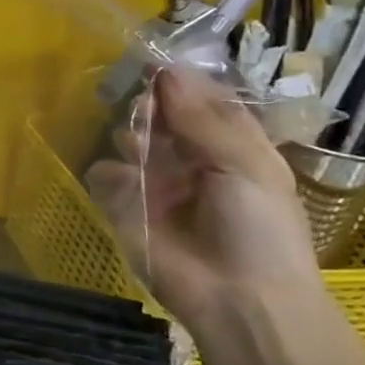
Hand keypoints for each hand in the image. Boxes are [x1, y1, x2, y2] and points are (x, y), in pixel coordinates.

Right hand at [85, 67, 322, 347]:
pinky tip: (125, 181)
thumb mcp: (244, 165)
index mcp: (233, 148)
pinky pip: (106, 178)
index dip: (182, 83)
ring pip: (132, 141)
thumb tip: (166, 73)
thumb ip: (201, 118)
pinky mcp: (127, 209)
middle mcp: (193, 161)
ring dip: (133, 137)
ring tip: (139, 148)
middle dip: (152, 108)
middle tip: (146, 108)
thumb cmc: (259, 229)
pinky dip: (110, 174)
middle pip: (163, 118)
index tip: (156, 64)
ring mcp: (157, 185)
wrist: (239, 299)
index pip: (204, 102)